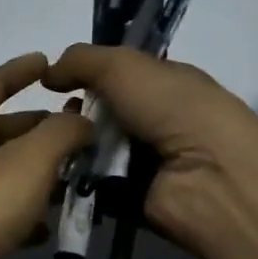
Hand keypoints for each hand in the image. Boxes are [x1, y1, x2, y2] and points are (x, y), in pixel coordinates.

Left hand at [0, 53, 92, 258]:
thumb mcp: (24, 165)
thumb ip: (59, 134)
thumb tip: (80, 118)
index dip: (23, 70)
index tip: (50, 62)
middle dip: (38, 128)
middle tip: (79, 131)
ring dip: (33, 174)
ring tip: (73, 180)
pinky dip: (16, 212)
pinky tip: (44, 231)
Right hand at [43, 44, 257, 258]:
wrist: (209, 177)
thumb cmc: (173, 109)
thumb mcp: (125, 66)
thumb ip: (83, 60)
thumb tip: (48, 73)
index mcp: (165, 84)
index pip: (117, 75)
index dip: (85, 75)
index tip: (53, 82)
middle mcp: (158, 121)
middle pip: (101, 114)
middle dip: (74, 114)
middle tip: (51, 119)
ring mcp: (146, 163)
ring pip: (92, 150)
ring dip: (70, 148)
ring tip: (49, 148)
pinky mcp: (132, 199)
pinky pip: (93, 186)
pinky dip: (75, 181)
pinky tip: (55, 175)